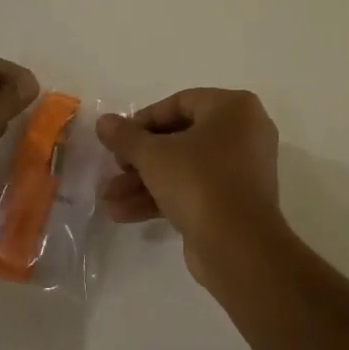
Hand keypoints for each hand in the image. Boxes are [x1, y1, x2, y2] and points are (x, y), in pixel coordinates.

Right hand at [95, 89, 285, 283]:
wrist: (239, 246)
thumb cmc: (199, 181)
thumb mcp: (154, 155)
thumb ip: (126, 136)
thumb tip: (104, 121)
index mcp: (234, 108)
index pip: (181, 103)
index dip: (144, 120)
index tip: (118, 139)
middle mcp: (244, 132)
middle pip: (181, 137)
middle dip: (140, 158)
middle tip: (114, 169)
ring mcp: (242, 169)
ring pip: (185, 167)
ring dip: (145, 182)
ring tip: (109, 199)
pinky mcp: (235, 201)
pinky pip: (196, 189)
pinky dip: (164, 197)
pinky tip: (124, 214)